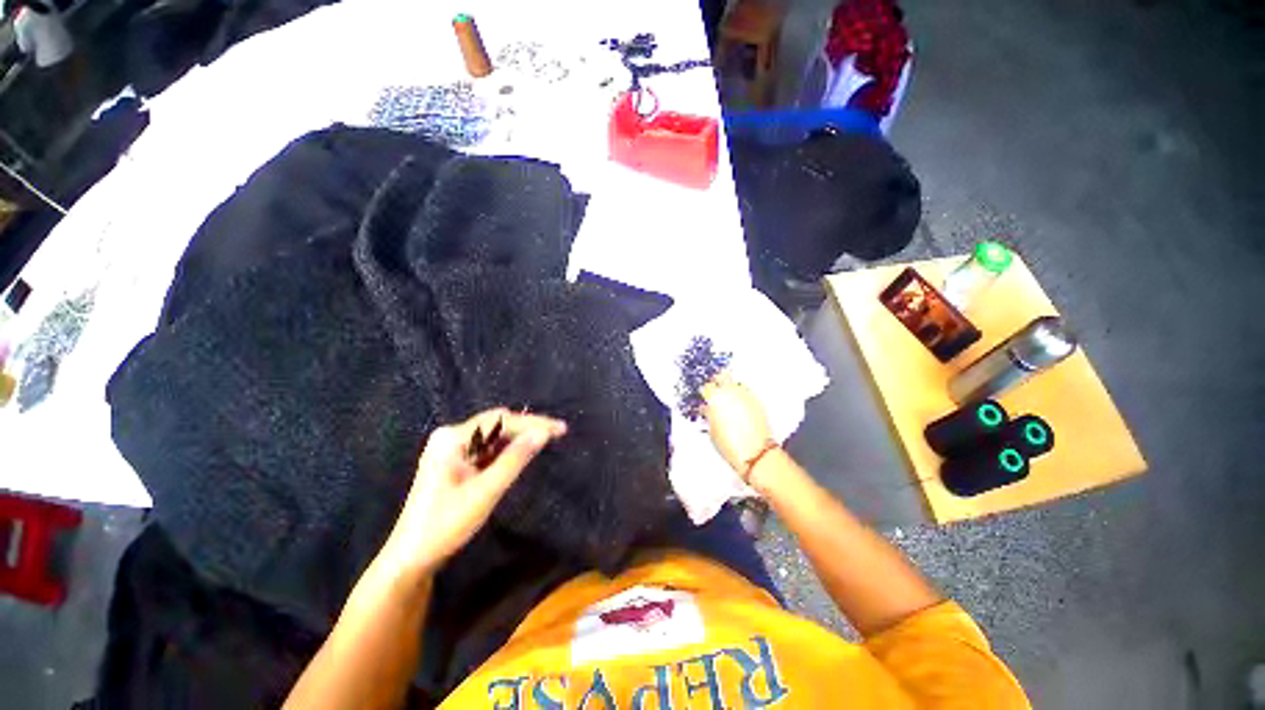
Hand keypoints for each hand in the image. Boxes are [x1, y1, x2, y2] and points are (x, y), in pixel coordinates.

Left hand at [381, 408, 566, 576]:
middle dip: (528, 427)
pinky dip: (507, 450)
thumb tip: (544, 433)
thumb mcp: (485, 492)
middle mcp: (451, 437)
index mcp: (452, 438)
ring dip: (519, 438)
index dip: (533, 423)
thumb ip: (515, 459)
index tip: (560, 429)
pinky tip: (523, 453)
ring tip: (547, 440)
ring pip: (495, 435)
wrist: (411, 558)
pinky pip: (487, 448)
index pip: (501, 420)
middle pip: (498, 423)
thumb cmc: (445, 525)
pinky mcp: (456, 461)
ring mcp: (452, 449)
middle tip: (557, 433)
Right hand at [701, 372, 773, 474]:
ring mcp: (746, 395)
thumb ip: (709, 416)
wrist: (755, 453)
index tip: (704, 397)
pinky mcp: (757, 401)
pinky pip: (747, 392)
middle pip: (722, 377)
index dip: (705, 392)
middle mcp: (731, 392)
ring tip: (728, 399)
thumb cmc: (731, 445)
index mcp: (716, 398)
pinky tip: (740, 406)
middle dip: (718, 382)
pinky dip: (742, 396)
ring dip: (731, 388)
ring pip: (736, 383)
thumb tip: (709, 411)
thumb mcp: (712, 431)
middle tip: (715, 391)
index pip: (707, 387)